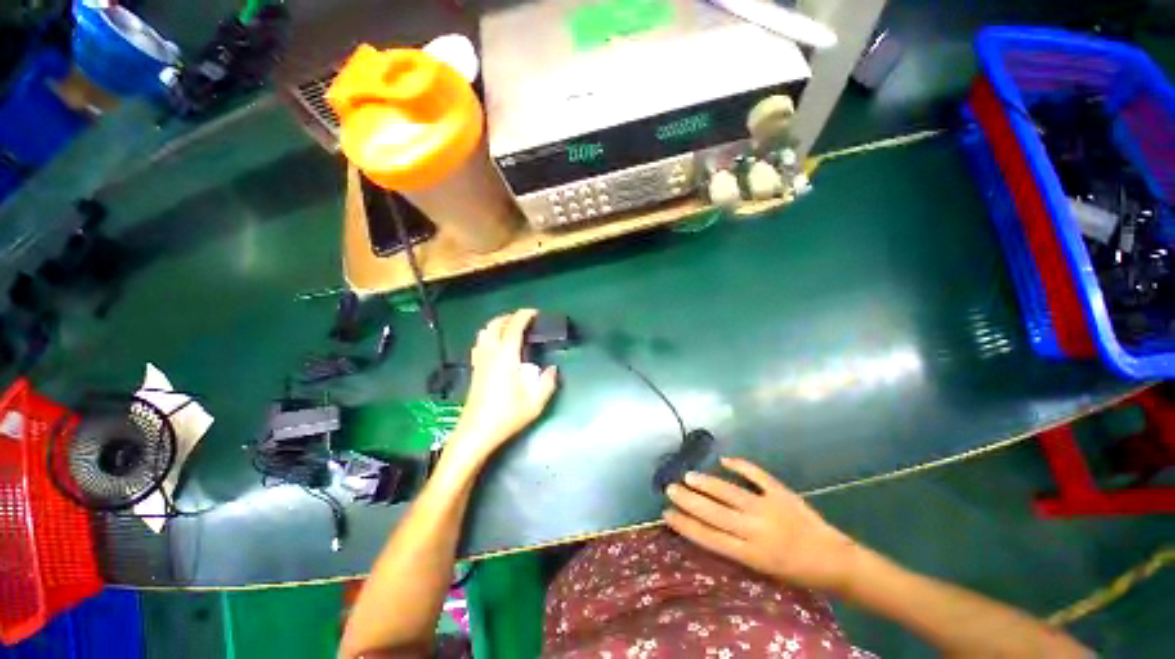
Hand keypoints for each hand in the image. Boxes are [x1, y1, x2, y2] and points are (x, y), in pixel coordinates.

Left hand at [445, 309, 558, 467]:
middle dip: (509, 317)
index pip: (513, 327)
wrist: (476, 432)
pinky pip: (480, 344)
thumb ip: (548, 382)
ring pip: (484, 333)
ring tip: (510, 330)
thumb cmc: (507, 415)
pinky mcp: (474, 370)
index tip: (534, 312)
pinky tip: (496, 346)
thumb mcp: (536, 401)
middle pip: (494, 325)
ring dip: (497, 325)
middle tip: (523, 320)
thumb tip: (552, 368)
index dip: (524, 316)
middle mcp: (490, 354)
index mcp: (506, 357)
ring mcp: (479, 361)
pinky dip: (489, 336)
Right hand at [664, 457, 860, 593]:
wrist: (835, 562)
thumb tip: (706, 526)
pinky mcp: (781, 493)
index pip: (709, 537)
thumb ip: (735, 547)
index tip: (667, 514)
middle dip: (688, 501)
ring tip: (687, 475)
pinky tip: (724, 460)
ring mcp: (769, 508)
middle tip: (669, 489)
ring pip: (729, 492)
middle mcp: (756, 530)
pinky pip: (757, 475)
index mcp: (752, 554)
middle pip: (714, 513)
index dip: (685, 525)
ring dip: (706, 483)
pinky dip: (740, 465)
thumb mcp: (762, 570)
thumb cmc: (796, 572)